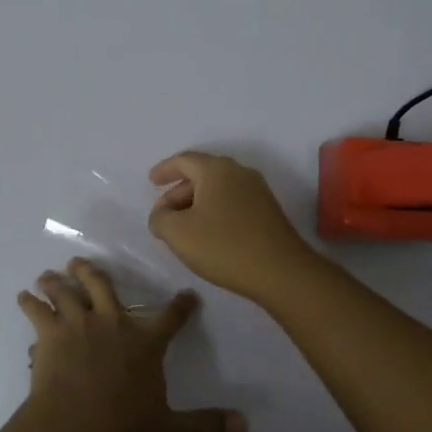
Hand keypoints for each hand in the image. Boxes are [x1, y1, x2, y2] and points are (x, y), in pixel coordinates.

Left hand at [18, 259, 246, 431]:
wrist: (76, 426)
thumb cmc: (124, 426)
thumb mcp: (170, 427)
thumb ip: (205, 424)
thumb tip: (245, 425)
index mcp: (145, 342)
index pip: (170, 318)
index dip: (181, 306)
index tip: (186, 296)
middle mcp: (113, 322)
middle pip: (103, 285)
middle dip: (92, 272)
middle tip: (80, 262)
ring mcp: (79, 324)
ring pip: (67, 291)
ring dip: (57, 281)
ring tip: (48, 274)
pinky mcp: (50, 333)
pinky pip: (37, 311)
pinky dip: (29, 302)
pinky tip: (23, 297)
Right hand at [148, 151, 322, 302]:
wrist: (281, 272)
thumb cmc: (224, 246)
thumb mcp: (178, 233)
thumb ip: (160, 219)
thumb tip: (161, 215)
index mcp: (216, 170)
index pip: (184, 160)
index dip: (164, 169)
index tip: (151, 181)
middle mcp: (239, 172)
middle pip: (201, 174)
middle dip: (178, 192)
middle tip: (163, 214)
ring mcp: (257, 191)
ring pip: (218, 190)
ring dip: (196, 204)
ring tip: (182, 228)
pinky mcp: (268, 211)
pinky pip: (232, 202)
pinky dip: (214, 211)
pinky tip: (207, 235)